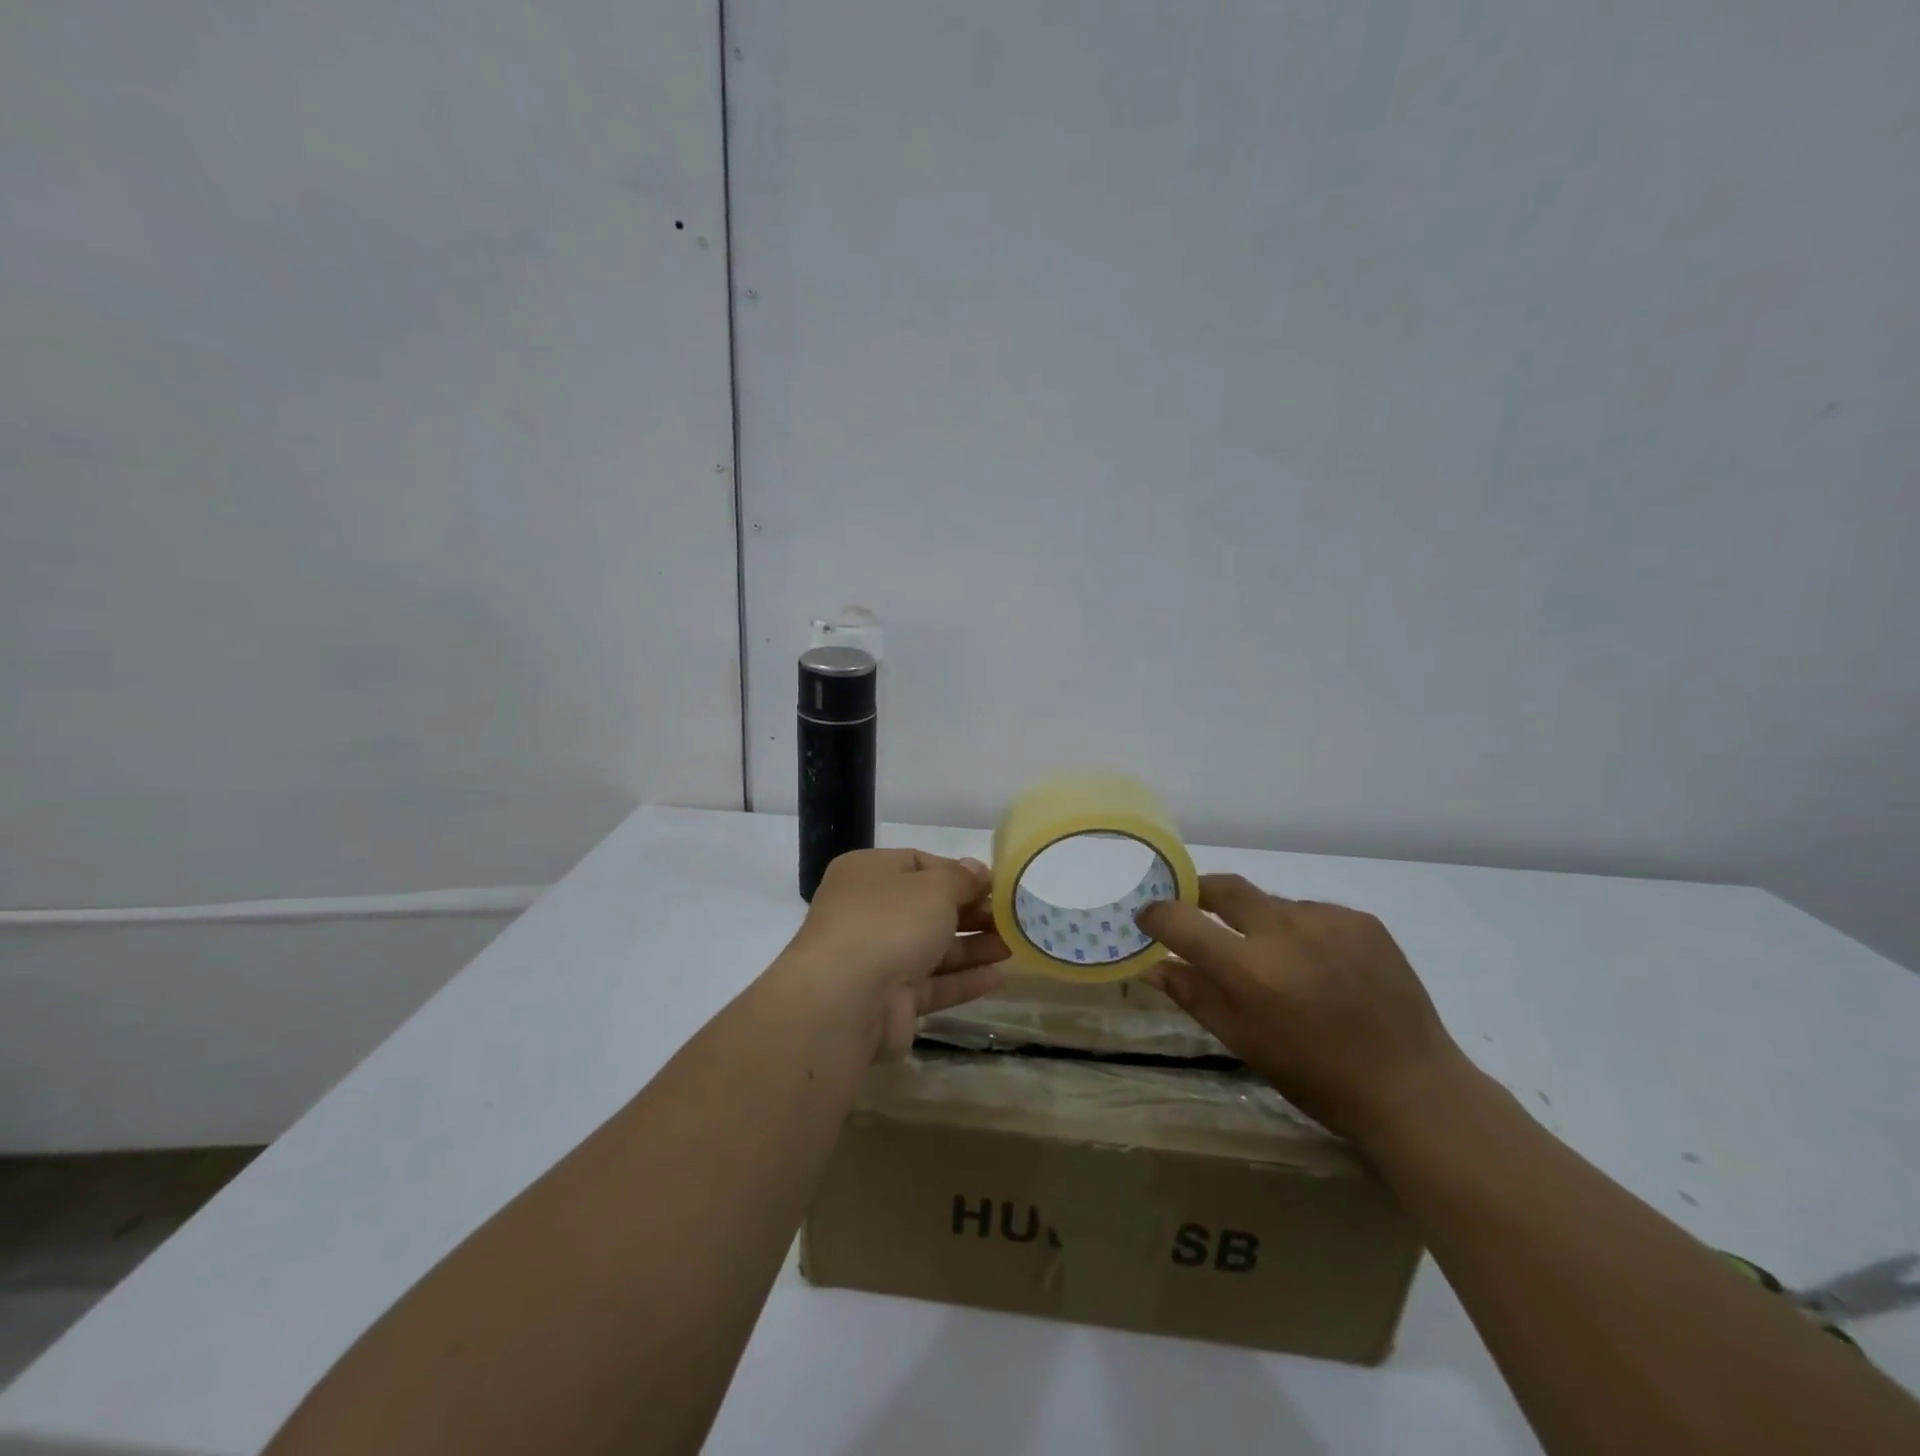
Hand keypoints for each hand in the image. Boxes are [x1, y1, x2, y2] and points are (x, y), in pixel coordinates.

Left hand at [786, 849, 1008, 1058]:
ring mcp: (876, 959)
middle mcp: (868, 913)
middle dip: (971, 912)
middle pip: (928, 908)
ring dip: (973, 946)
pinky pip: (932, 985)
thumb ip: (962, 879)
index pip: (919, 864)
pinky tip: (998, 978)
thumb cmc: (889, 923)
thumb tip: (977, 871)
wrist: (845, 1001)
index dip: (959, 873)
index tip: (995, 885)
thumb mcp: (935, 887)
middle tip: (1012, 918)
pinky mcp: (889, 1001)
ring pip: (932, 948)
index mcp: (868, 873)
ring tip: (1015, 946)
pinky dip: (962, 980)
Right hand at [1137, 875, 1468, 1142]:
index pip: (1182, 920)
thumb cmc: (1318, 1079)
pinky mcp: (1362, 920)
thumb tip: (1153, 964)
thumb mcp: (1245, 1043)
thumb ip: (1195, 995)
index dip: (1158, 914)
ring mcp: (1329, 920)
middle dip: (1200, 892)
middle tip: (1193, 909)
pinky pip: (1312, 912)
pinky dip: (1301, 930)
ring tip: (1275, 959)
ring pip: (1272, 903)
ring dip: (1258, 920)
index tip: (1149, 917)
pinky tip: (1318, 964)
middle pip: (1226, 888)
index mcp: (1251, 970)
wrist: (1414, 1088)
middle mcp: (1286, 931)